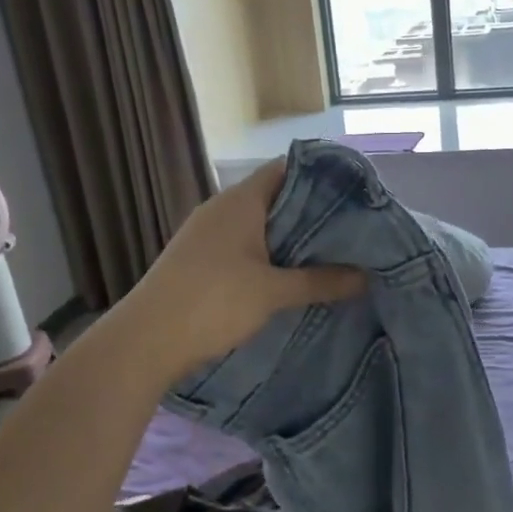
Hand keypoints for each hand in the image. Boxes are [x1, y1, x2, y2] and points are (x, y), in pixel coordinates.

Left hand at [121, 160, 365, 381]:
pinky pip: (243, 245)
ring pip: (258, 225)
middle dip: (311, 213)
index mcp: (240, 201)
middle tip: (351, 230)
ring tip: (328, 254)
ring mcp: (206, 234)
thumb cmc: (213, 302)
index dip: (321, 177)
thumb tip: (366, 277)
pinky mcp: (198, 258)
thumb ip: (321, 281)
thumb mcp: (274, 292)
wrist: (146, 341)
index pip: (287, 170)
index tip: (354, 195)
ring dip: (289, 238)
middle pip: (275, 198)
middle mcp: (221, 209)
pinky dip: (268, 254)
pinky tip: (288, 276)